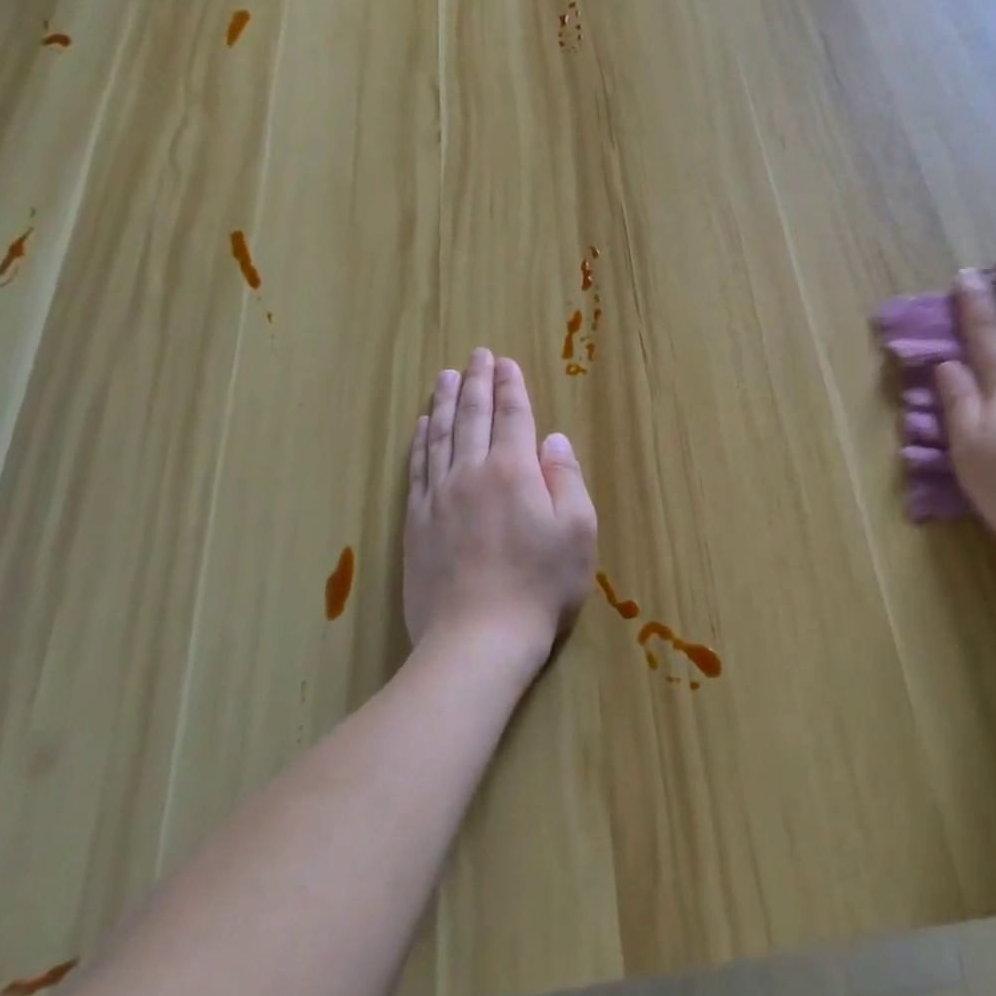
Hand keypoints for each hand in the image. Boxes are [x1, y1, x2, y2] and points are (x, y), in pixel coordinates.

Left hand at [403, 349, 597, 661]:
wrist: (476, 640)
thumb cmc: (540, 586)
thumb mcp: (578, 531)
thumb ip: (567, 479)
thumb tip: (553, 440)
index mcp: (513, 471)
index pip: (512, 415)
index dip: (511, 386)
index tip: (506, 362)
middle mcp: (472, 472)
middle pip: (473, 416)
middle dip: (478, 381)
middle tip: (477, 355)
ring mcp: (439, 496)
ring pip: (441, 435)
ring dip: (446, 401)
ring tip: (448, 375)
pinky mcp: (417, 522)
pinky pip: (418, 467)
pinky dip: (421, 439)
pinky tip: (424, 424)